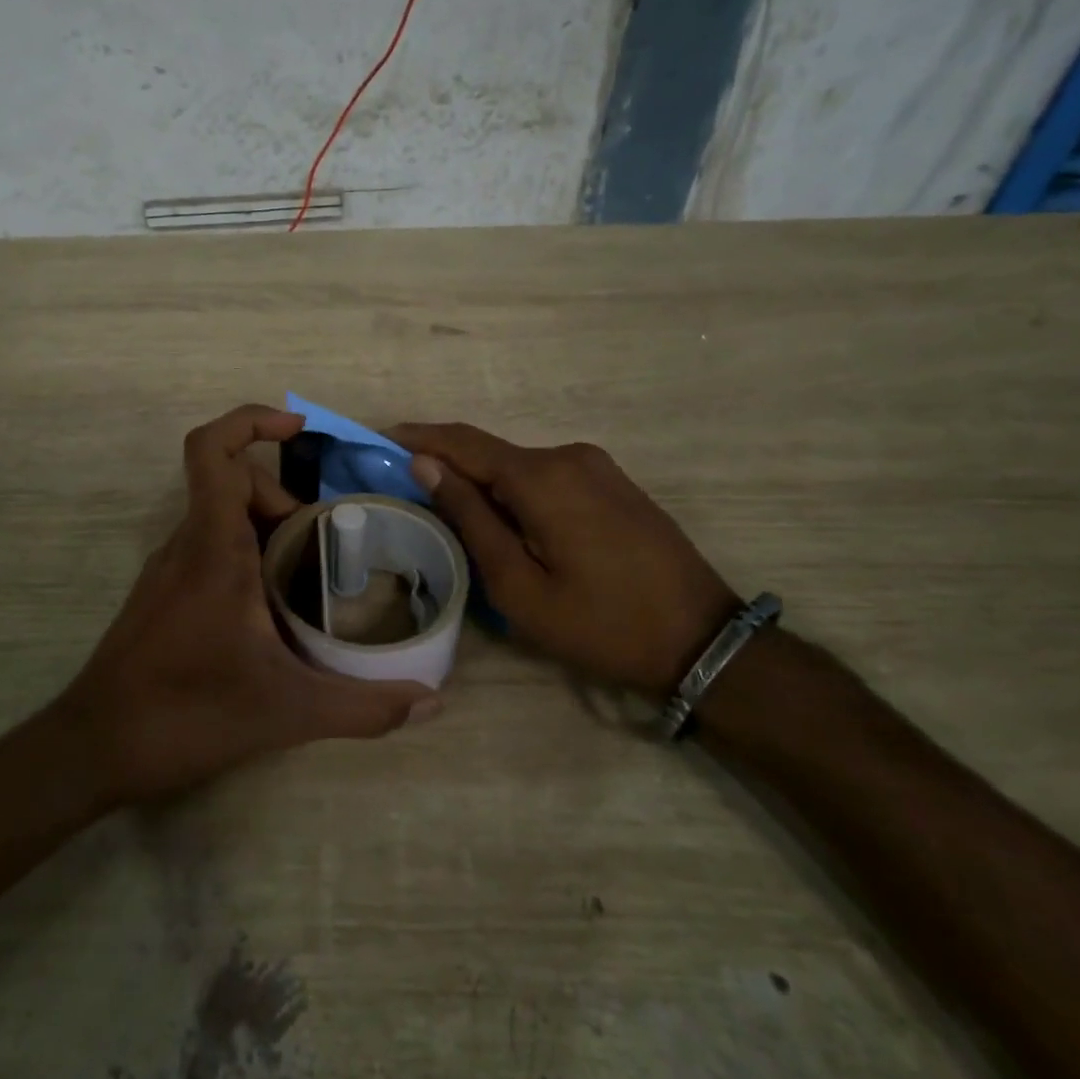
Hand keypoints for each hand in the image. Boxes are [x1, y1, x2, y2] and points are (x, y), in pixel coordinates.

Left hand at [54, 405, 438, 805]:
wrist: (94, 748)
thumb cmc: (186, 713)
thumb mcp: (287, 712)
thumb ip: (364, 707)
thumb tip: (432, 702)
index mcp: (212, 546)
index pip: (212, 450)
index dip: (251, 421)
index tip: (298, 428)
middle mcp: (186, 544)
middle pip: (233, 484)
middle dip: (285, 500)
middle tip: (326, 546)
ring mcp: (169, 570)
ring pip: (222, 518)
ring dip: (269, 530)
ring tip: (311, 579)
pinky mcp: (163, 595)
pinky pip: (209, 549)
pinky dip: (247, 557)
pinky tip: (273, 610)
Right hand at [391, 422, 737, 698]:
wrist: (701, 641)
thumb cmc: (600, 623)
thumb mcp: (519, 586)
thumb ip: (471, 518)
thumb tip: (427, 465)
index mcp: (542, 477)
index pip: (462, 442)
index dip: (417, 437)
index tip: (378, 440)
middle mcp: (568, 456)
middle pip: (490, 454)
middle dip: (447, 468)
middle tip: (408, 496)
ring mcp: (596, 466)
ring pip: (518, 467)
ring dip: (483, 485)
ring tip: (454, 521)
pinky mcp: (612, 483)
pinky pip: (547, 477)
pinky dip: (515, 492)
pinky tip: (506, 524)